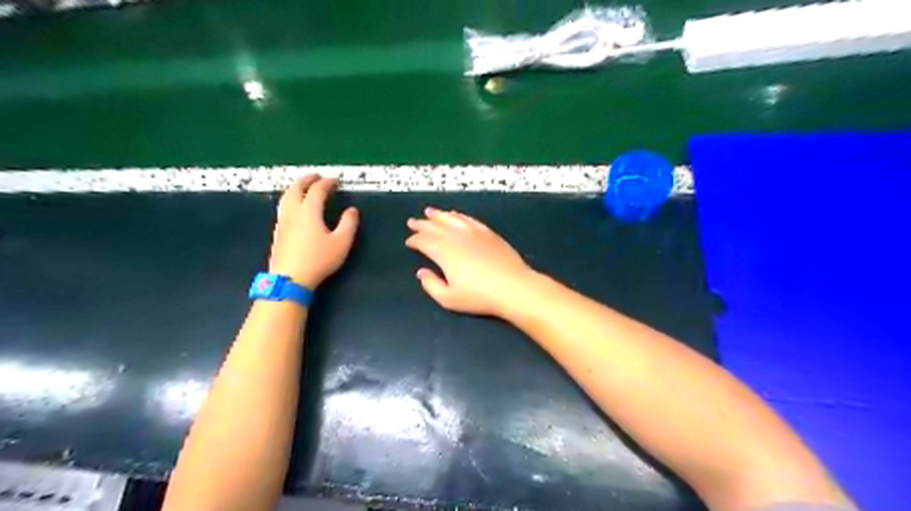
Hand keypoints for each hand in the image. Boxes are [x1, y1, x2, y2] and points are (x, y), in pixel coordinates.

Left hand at [268, 174, 357, 286]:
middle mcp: (293, 212)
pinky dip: (290, 200)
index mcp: (309, 211)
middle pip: (296, 189)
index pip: (317, 190)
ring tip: (302, 188)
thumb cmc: (319, 260)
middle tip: (316, 176)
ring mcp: (283, 222)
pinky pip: (283, 208)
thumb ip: (348, 224)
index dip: (327, 183)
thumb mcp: (341, 243)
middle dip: (306, 180)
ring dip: (295, 188)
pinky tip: (293, 209)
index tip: (335, 180)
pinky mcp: (278, 233)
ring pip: (286, 198)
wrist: (290, 279)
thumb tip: (351, 210)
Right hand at [404, 206, 535, 316]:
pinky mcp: (488, 232)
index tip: (409, 241)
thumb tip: (421, 272)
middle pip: (435, 227)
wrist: (513, 287)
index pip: (424, 241)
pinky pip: (468, 219)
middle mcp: (456, 237)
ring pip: (451, 219)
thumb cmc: (479, 296)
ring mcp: (473, 232)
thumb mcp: (449, 299)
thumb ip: (431, 285)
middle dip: (422, 224)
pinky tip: (455, 215)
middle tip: (412, 221)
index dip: (414, 240)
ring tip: (429, 212)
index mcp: (443, 252)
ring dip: (438, 215)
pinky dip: (459, 216)